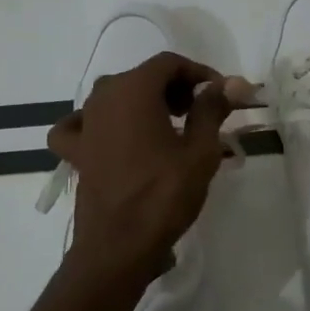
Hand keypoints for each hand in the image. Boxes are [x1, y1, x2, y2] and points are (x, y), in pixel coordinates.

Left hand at [46, 52, 237, 279]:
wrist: (119, 247)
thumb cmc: (164, 196)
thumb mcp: (200, 151)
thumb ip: (213, 110)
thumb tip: (234, 83)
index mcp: (133, 90)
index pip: (169, 63)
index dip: (199, 74)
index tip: (221, 96)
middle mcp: (103, 98)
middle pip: (143, 76)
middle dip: (176, 88)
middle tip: (202, 114)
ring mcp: (85, 124)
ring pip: (116, 97)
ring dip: (145, 103)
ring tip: (170, 129)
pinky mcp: (76, 152)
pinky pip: (82, 125)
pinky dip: (99, 124)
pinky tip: (111, 137)